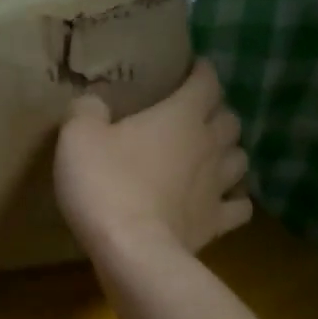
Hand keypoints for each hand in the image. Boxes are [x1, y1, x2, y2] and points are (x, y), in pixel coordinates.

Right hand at [54, 59, 251, 257]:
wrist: (130, 250)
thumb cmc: (105, 183)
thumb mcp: (77, 137)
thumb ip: (86, 111)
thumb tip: (92, 101)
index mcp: (181, 116)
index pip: (206, 81)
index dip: (201, 71)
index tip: (192, 69)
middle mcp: (208, 145)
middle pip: (229, 119)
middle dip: (215, 113)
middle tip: (194, 116)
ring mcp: (217, 187)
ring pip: (240, 159)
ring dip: (228, 153)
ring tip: (210, 156)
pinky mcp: (216, 223)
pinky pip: (240, 207)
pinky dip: (234, 200)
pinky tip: (220, 201)